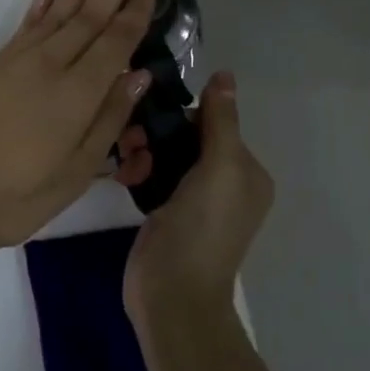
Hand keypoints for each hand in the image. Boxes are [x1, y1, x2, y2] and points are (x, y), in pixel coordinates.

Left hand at [0, 0, 155, 263]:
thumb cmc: (14, 195)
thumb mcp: (74, 173)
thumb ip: (108, 121)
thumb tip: (138, 76)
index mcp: (78, 93)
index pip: (115, 41)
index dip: (134, 10)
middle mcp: (50, 66)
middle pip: (87, 15)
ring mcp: (16, 63)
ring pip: (56, 12)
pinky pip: (25, 26)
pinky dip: (40, 6)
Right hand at [122, 71, 274, 321]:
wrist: (172, 295)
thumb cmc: (201, 229)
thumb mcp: (218, 169)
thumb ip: (220, 121)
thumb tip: (225, 75)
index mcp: (246, 172)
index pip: (213, 123)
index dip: (182, 116)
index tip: (151, 116)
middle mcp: (224, 182)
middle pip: (186, 136)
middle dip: (156, 133)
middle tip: (131, 142)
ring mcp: (193, 199)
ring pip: (164, 153)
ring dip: (142, 150)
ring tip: (127, 165)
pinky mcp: (166, 211)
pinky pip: (151, 174)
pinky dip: (137, 170)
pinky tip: (123, 177)